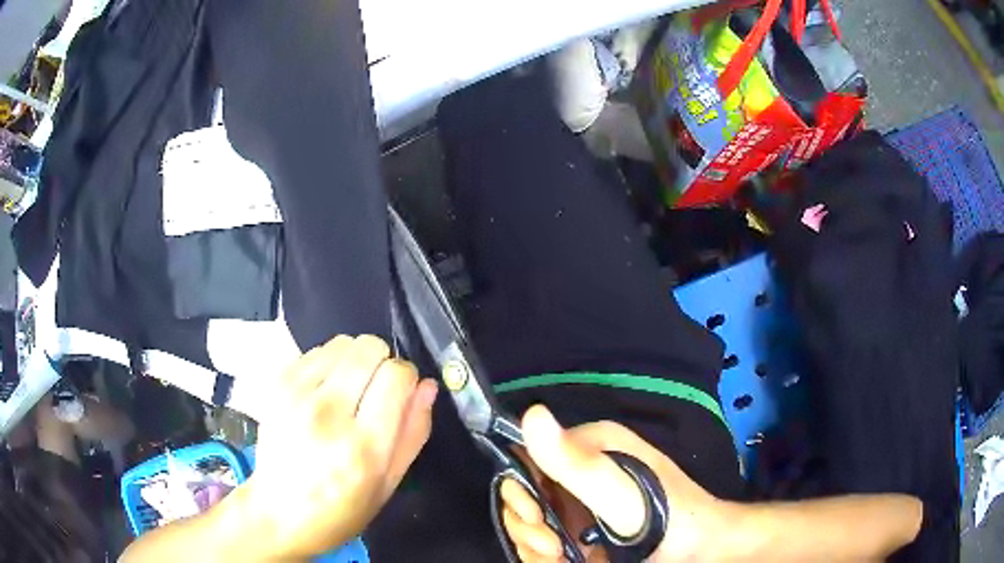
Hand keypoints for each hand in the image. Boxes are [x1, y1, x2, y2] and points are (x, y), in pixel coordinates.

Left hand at [241, 335, 438, 558]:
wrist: (280, 513)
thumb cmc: (342, 508)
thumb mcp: (389, 483)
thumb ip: (413, 432)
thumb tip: (426, 385)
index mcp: (363, 445)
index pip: (396, 375)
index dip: (406, 378)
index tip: (401, 394)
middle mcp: (328, 413)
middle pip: (369, 348)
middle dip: (381, 362)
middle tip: (373, 392)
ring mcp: (296, 395)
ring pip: (342, 343)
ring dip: (353, 361)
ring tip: (346, 392)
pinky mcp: (276, 386)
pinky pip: (314, 351)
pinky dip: (327, 364)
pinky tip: (322, 391)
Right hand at [501, 405, 728, 561]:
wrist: (699, 551)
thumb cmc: (667, 517)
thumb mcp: (622, 494)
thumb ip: (576, 463)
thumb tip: (532, 413)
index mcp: (591, 447)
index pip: (527, 458)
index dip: (520, 489)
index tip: (534, 518)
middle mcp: (581, 472)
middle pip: (524, 495)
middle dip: (527, 525)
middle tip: (552, 546)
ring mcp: (581, 505)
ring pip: (531, 523)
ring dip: (534, 546)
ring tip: (561, 558)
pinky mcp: (582, 531)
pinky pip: (546, 541)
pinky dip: (544, 557)